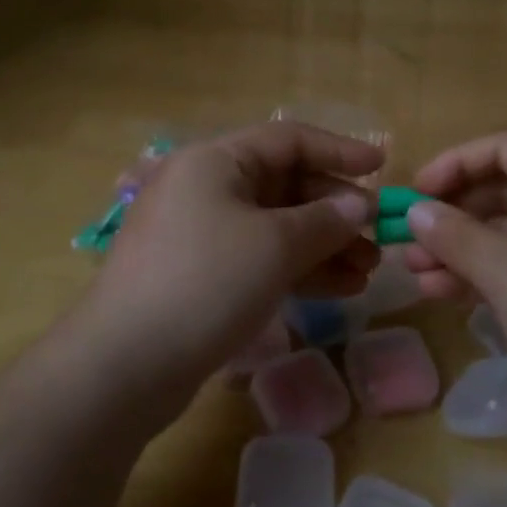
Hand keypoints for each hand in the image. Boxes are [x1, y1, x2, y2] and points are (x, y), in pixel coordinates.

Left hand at [79, 122, 381, 409]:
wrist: (124, 366)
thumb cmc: (206, 281)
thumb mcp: (275, 245)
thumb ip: (325, 220)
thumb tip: (360, 205)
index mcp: (216, 160)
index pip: (289, 139)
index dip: (339, 150)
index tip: (382, 167)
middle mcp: (206, 186)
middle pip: (284, 183)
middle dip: (334, 209)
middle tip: (377, 234)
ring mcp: (201, 232)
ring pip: (276, 225)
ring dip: (323, 244)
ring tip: (367, 269)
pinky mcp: (201, 274)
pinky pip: (260, 257)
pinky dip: (298, 268)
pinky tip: (340, 289)